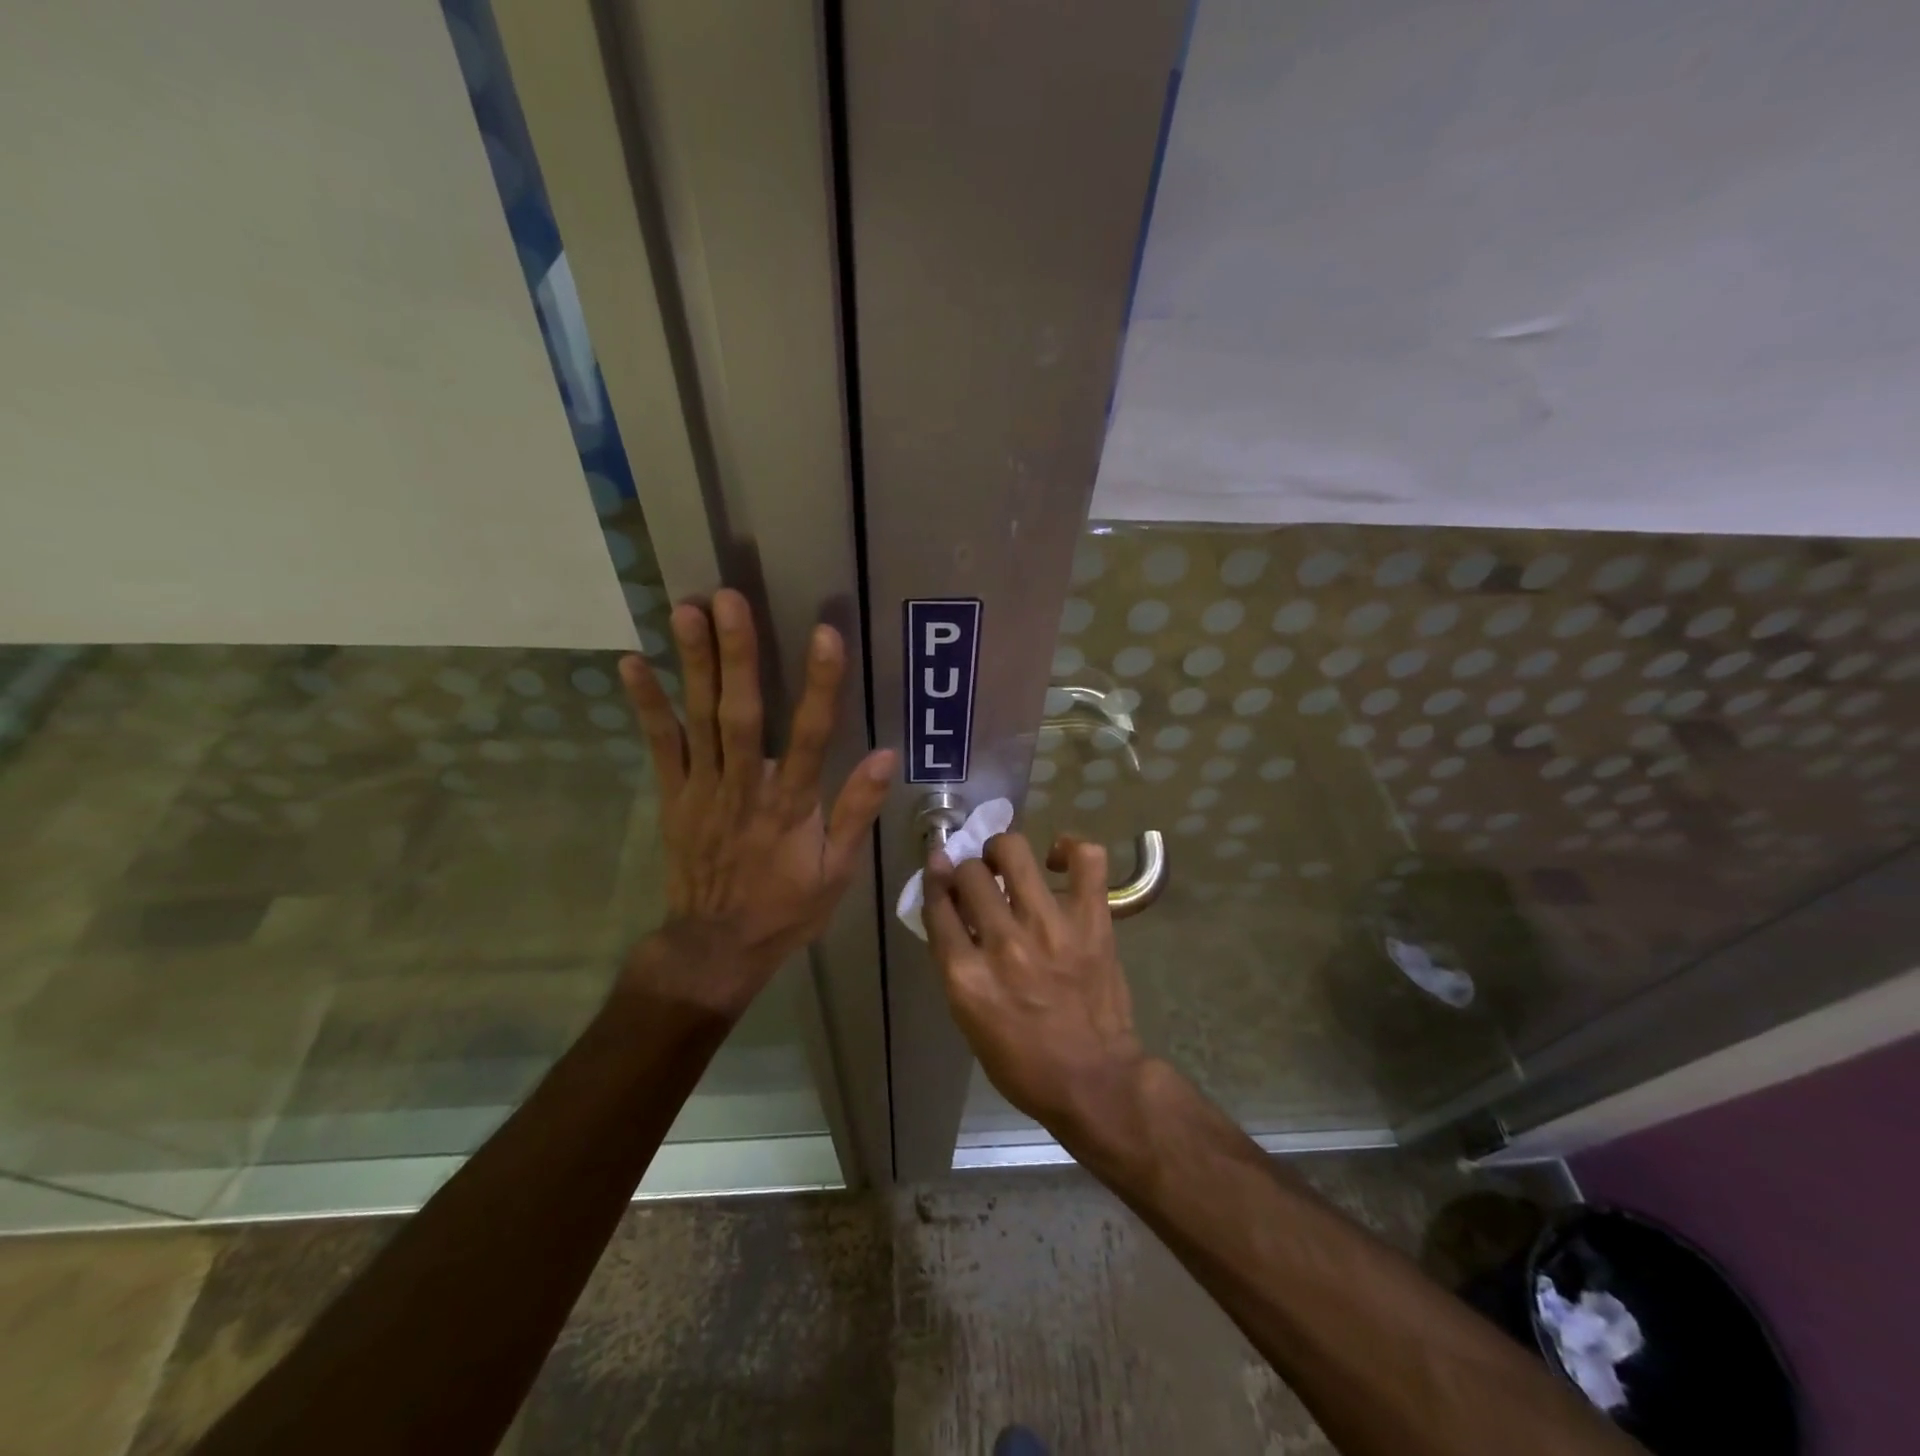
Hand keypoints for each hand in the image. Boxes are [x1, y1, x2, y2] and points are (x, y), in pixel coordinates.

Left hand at [619, 589, 894, 1013]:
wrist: (715, 948)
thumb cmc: (786, 908)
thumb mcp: (837, 871)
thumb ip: (856, 811)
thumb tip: (885, 755)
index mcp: (791, 805)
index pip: (812, 736)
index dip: (820, 684)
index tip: (824, 634)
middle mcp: (745, 788)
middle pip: (742, 714)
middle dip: (737, 655)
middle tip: (727, 599)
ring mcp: (703, 790)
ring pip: (699, 720)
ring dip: (693, 664)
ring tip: (685, 610)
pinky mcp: (673, 797)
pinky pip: (660, 746)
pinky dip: (647, 705)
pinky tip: (632, 664)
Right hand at [922, 831, 1149, 1143]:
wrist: (1095, 1081)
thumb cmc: (1024, 1062)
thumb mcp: (970, 1019)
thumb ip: (956, 962)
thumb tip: (951, 908)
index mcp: (965, 976)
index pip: (936, 904)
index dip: (935, 880)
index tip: (940, 869)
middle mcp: (1002, 943)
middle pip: (969, 873)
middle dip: (968, 871)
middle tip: (981, 882)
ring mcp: (1049, 927)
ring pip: (1013, 852)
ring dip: (1002, 852)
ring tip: (1009, 864)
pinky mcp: (1091, 920)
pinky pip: (1085, 860)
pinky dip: (1070, 849)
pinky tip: (1058, 861)